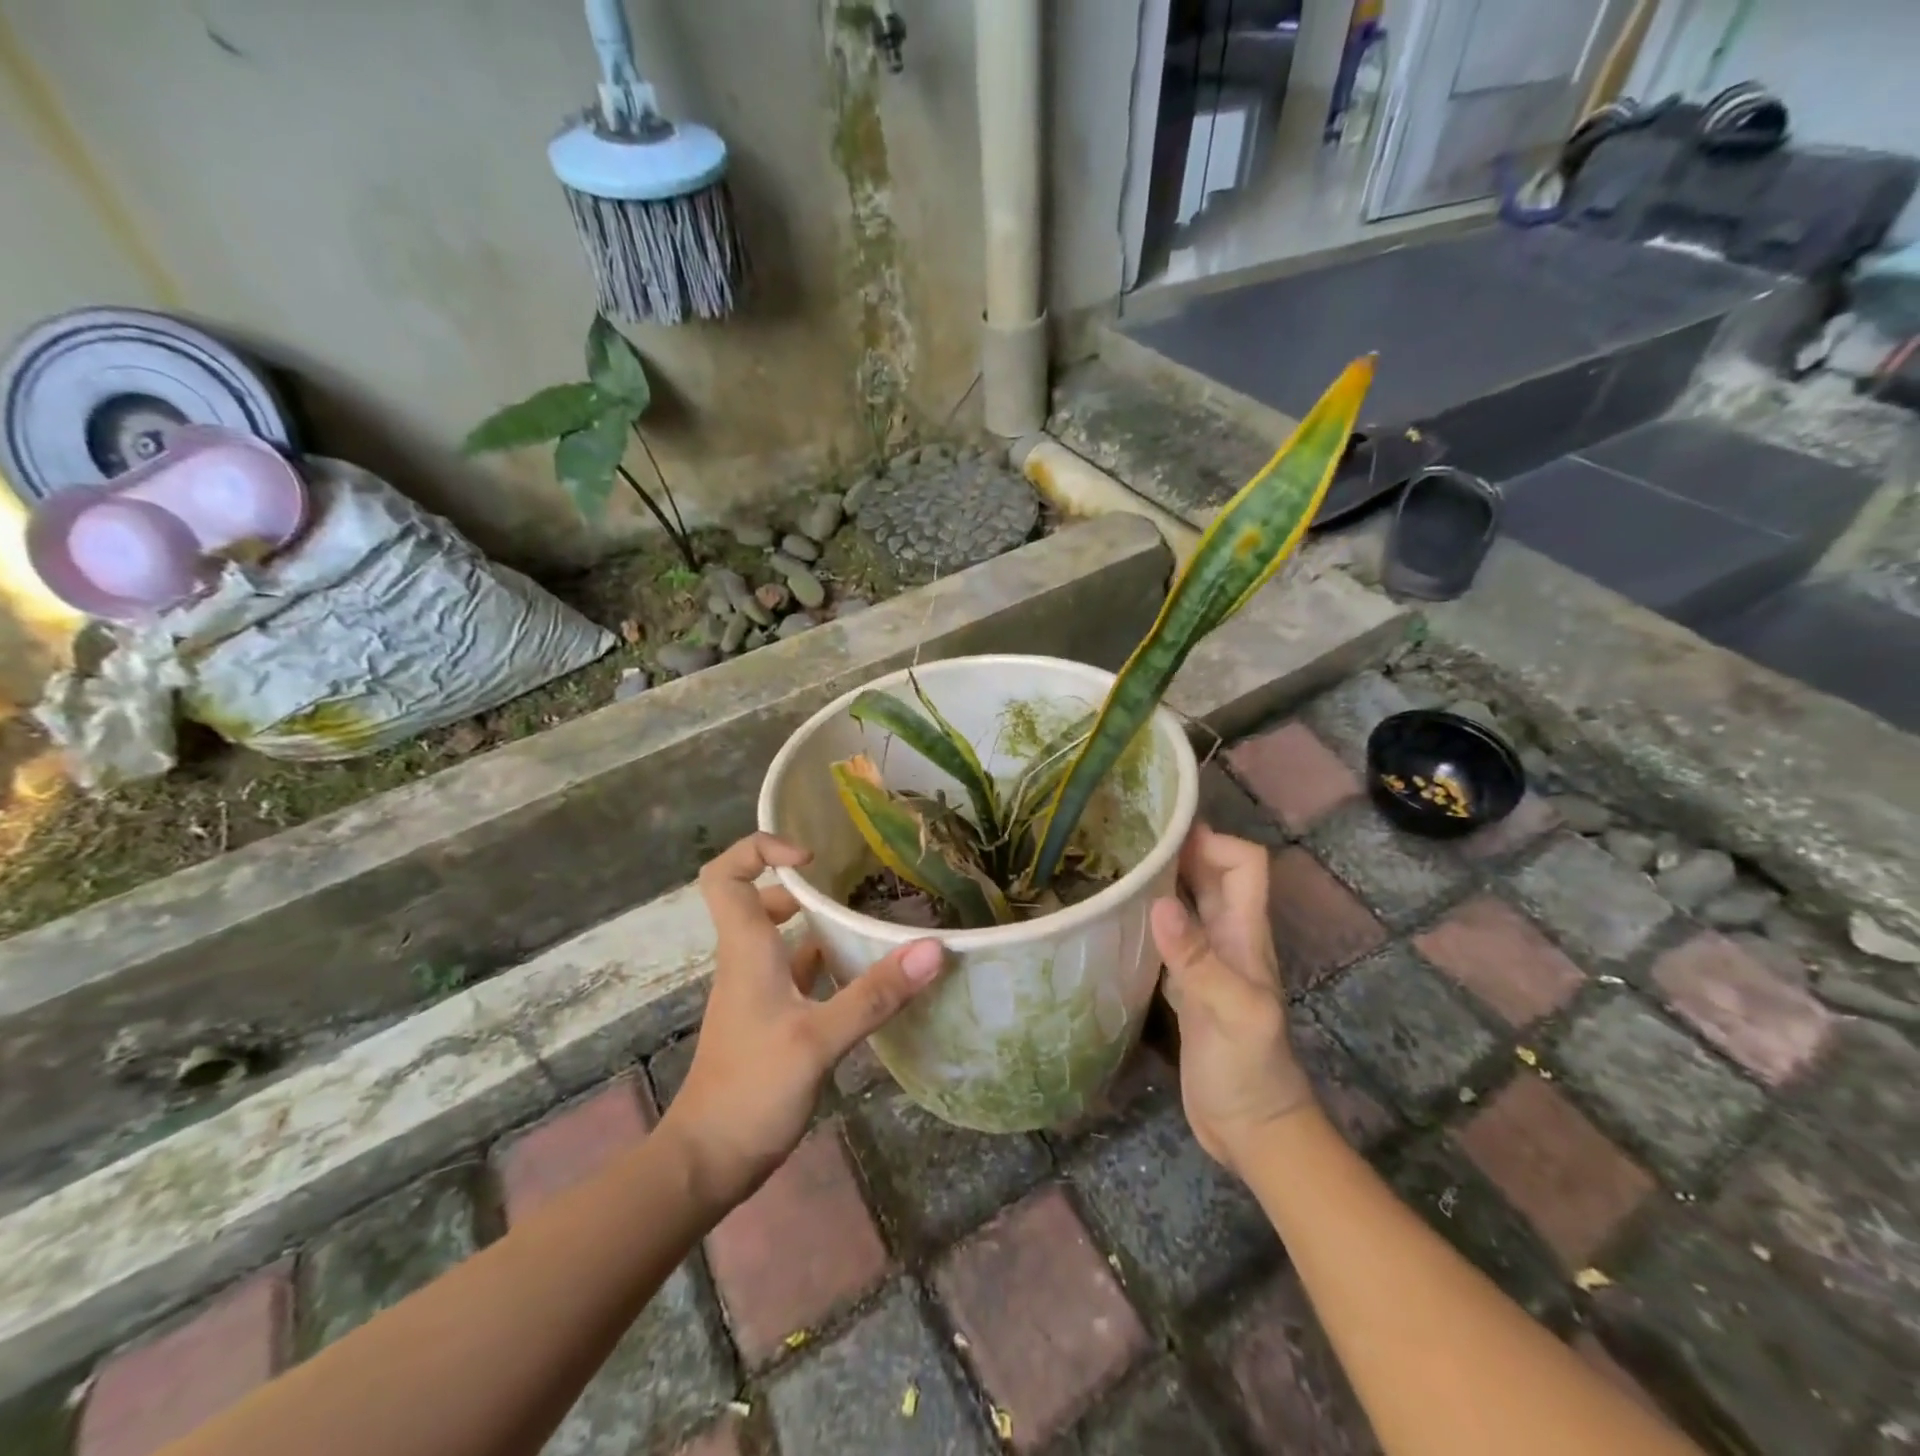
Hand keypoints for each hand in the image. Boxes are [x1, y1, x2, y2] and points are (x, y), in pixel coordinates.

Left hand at [663, 833, 945, 1210]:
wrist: (708, 1162)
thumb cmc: (752, 1090)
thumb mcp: (819, 1040)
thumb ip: (875, 994)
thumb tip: (932, 949)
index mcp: (746, 949)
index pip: (726, 875)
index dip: (760, 850)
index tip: (811, 859)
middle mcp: (748, 961)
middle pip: (759, 899)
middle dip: (803, 887)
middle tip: (852, 888)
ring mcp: (758, 992)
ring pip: (784, 939)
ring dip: (821, 927)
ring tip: (871, 925)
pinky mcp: (772, 1019)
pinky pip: (799, 974)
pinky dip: (828, 966)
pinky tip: (865, 978)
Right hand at [1150, 825, 1314, 1172]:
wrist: (1251, 1130)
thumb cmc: (1250, 1070)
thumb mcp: (1229, 1013)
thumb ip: (1197, 960)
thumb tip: (1159, 903)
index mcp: (1246, 935)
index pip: (1245, 864)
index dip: (1213, 840)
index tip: (1165, 832)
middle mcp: (1229, 938)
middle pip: (1213, 875)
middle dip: (1180, 849)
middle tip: (1126, 836)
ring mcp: (1207, 961)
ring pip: (1189, 902)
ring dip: (1162, 879)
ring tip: (1115, 864)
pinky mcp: (1187, 984)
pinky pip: (1170, 935)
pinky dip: (1149, 916)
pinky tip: (1117, 915)